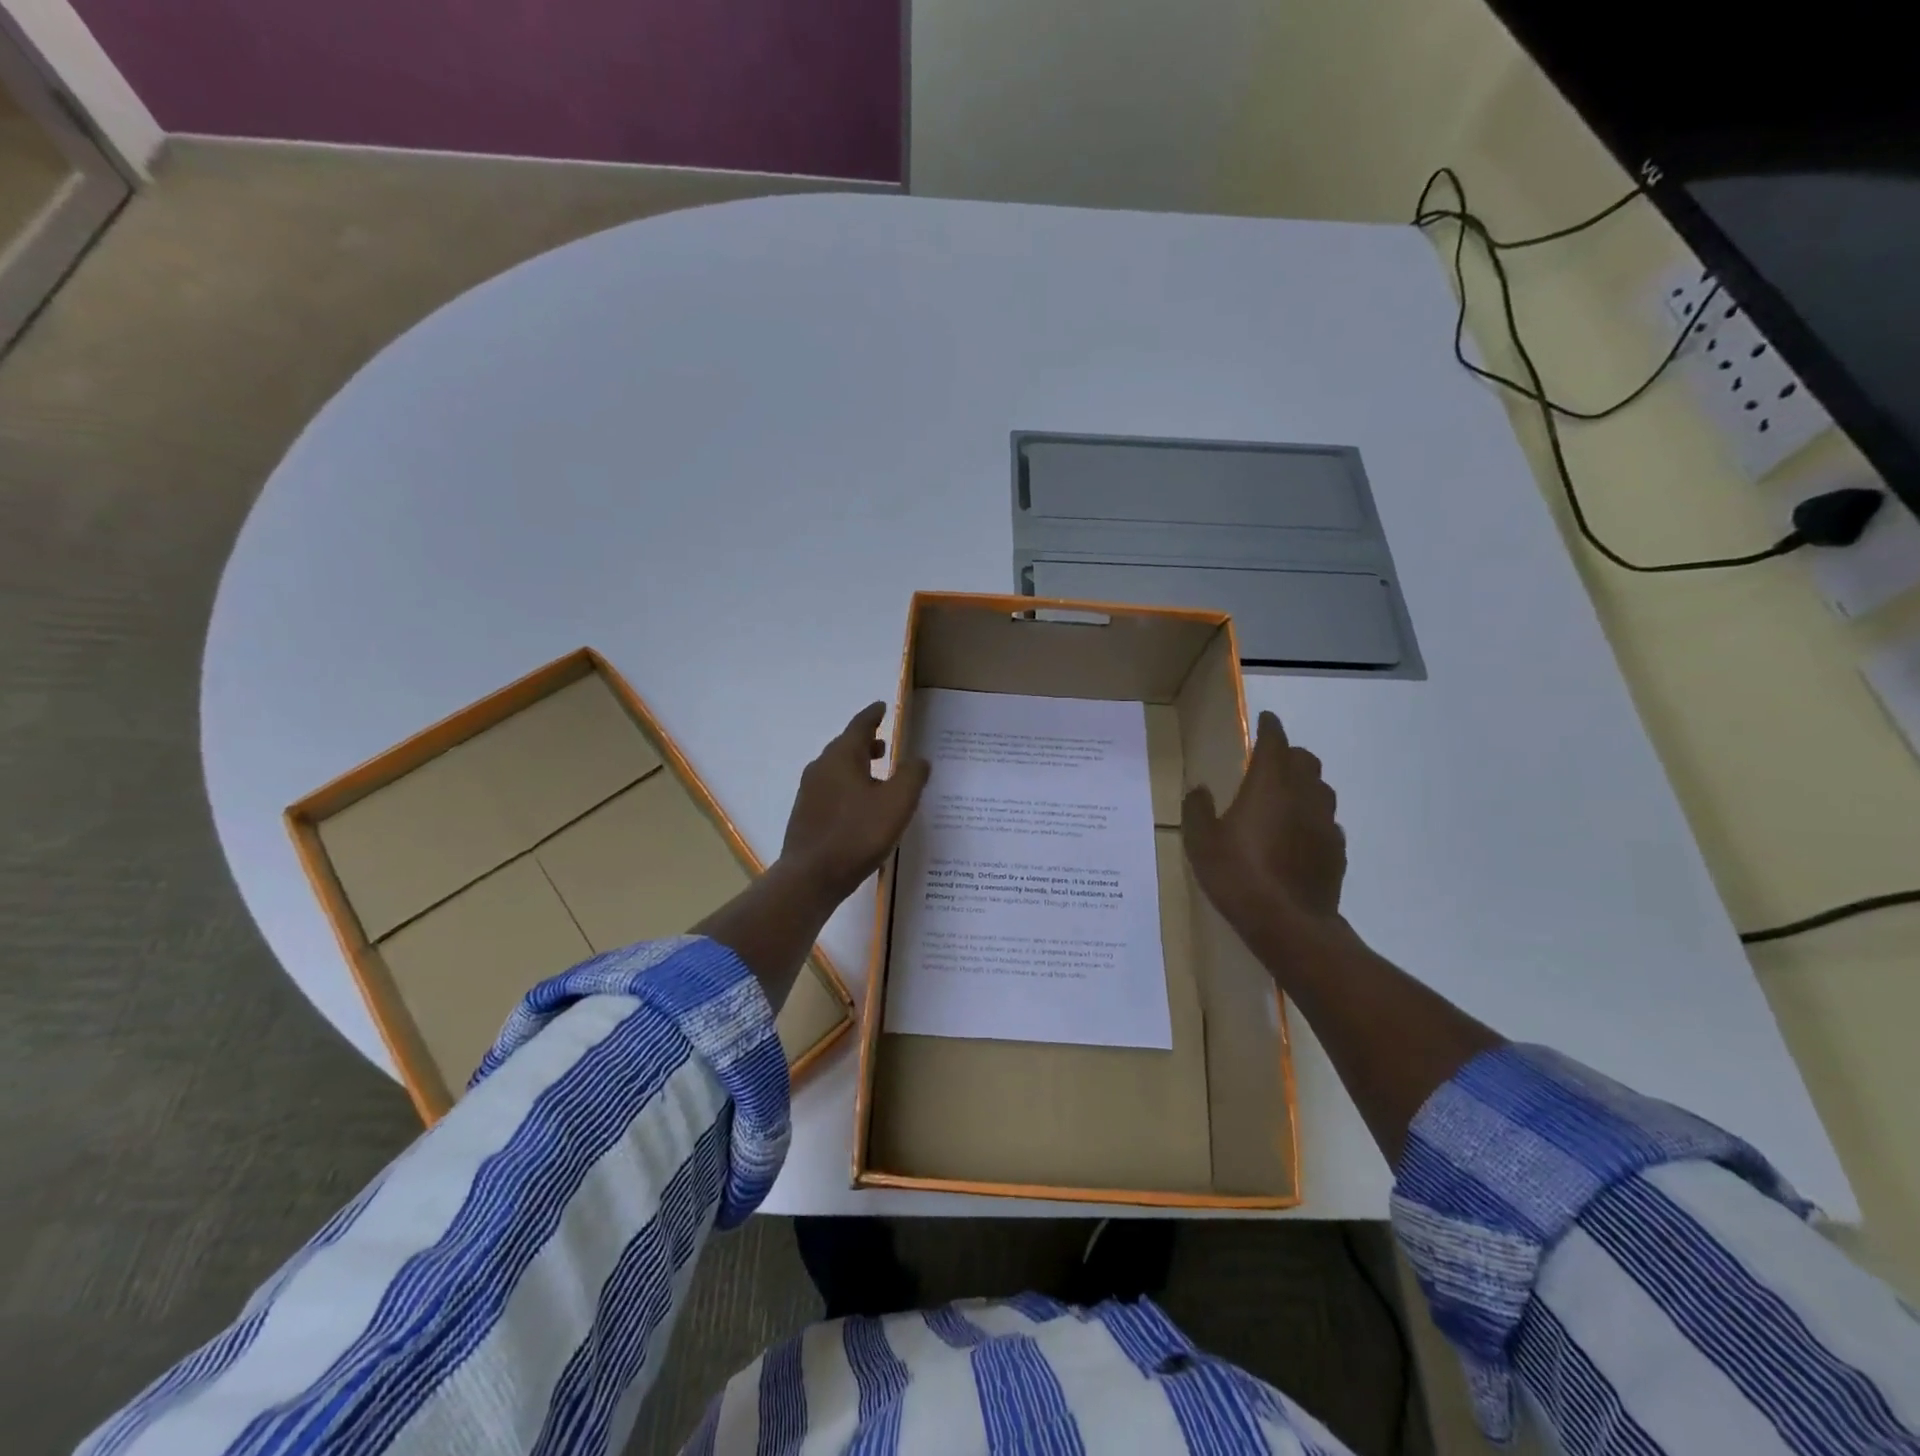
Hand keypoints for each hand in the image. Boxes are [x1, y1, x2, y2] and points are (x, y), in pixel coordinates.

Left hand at [780, 702, 930, 902]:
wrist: (811, 876)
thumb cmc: (858, 834)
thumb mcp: (897, 803)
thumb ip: (912, 776)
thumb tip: (918, 759)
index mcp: (842, 756)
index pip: (860, 725)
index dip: (874, 715)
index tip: (882, 707)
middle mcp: (821, 767)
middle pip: (846, 746)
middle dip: (866, 742)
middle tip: (885, 744)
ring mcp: (809, 791)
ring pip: (837, 768)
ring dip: (857, 765)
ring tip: (877, 775)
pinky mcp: (806, 814)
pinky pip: (831, 789)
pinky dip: (848, 786)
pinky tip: (860, 806)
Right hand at [1182, 710, 1345, 949]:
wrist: (1288, 923)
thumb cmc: (1238, 874)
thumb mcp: (1200, 842)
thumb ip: (1197, 809)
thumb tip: (1200, 790)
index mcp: (1269, 785)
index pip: (1275, 742)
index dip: (1270, 727)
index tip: (1266, 719)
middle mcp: (1303, 795)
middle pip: (1305, 760)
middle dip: (1289, 754)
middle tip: (1270, 761)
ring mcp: (1325, 823)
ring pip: (1320, 789)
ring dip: (1304, 784)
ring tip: (1285, 796)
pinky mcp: (1336, 850)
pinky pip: (1326, 821)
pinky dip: (1312, 817)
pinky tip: (1297, 835)